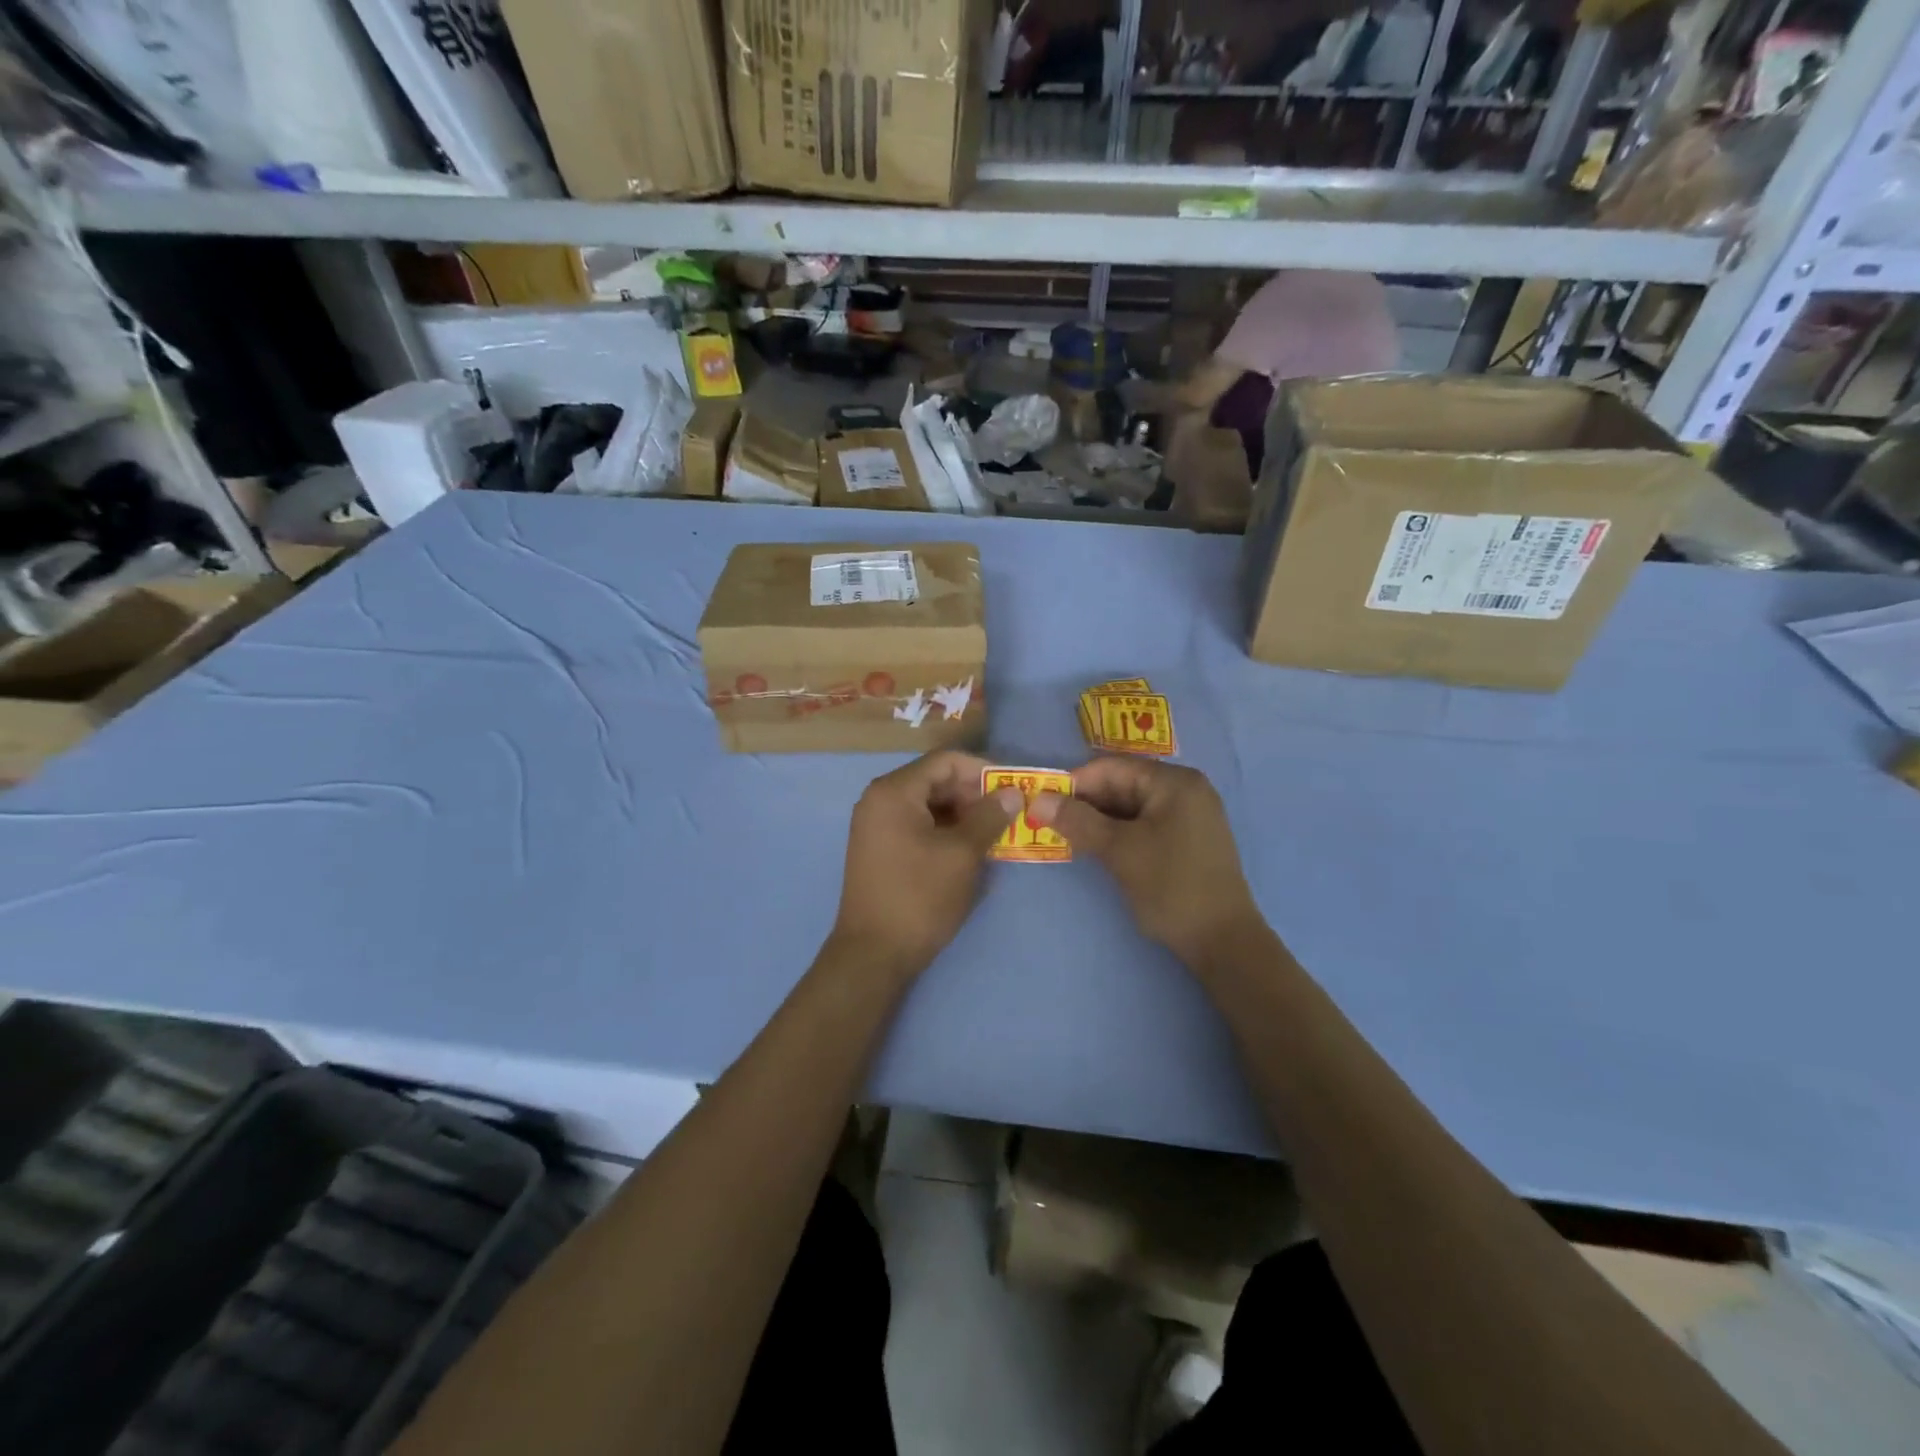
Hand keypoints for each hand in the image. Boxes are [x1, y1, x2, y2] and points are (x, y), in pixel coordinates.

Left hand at [830, 750, 1021, 975]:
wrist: (873, 954)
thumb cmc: (919, 897)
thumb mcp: (962, 854)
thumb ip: (989, 817)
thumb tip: (1013, 793)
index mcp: (894, 791)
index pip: (945, 761)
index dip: (983, 770)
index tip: (1014, 788)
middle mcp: (879, 799)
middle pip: (935, 780)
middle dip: (974, 793)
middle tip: (1008, 813)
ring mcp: (876, 824)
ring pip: (928, 804)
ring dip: (963, 813)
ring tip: (995, 832)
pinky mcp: (880, 847)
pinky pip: (917, 823)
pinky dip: (945, 829)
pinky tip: (970, 847)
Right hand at [1029, 758, 1264, 968]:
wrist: (1223, 942)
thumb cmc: (1171, 887)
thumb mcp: (1119, 851)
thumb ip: (1078, 821)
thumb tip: (1037, 800)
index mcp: (1174, 782)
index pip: (1112, 767)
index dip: (1074, 784)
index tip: (1042, 805)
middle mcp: (1185, 789)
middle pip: (1122, 784)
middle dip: (1085, 803)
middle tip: (1049, 824)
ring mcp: (1189, 815)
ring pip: (1131, 806)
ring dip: (1098, 820)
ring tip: (1068, 838)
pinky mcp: (1187, 839)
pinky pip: (1144, 823)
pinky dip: (1118, 832)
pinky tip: (1096, 849)